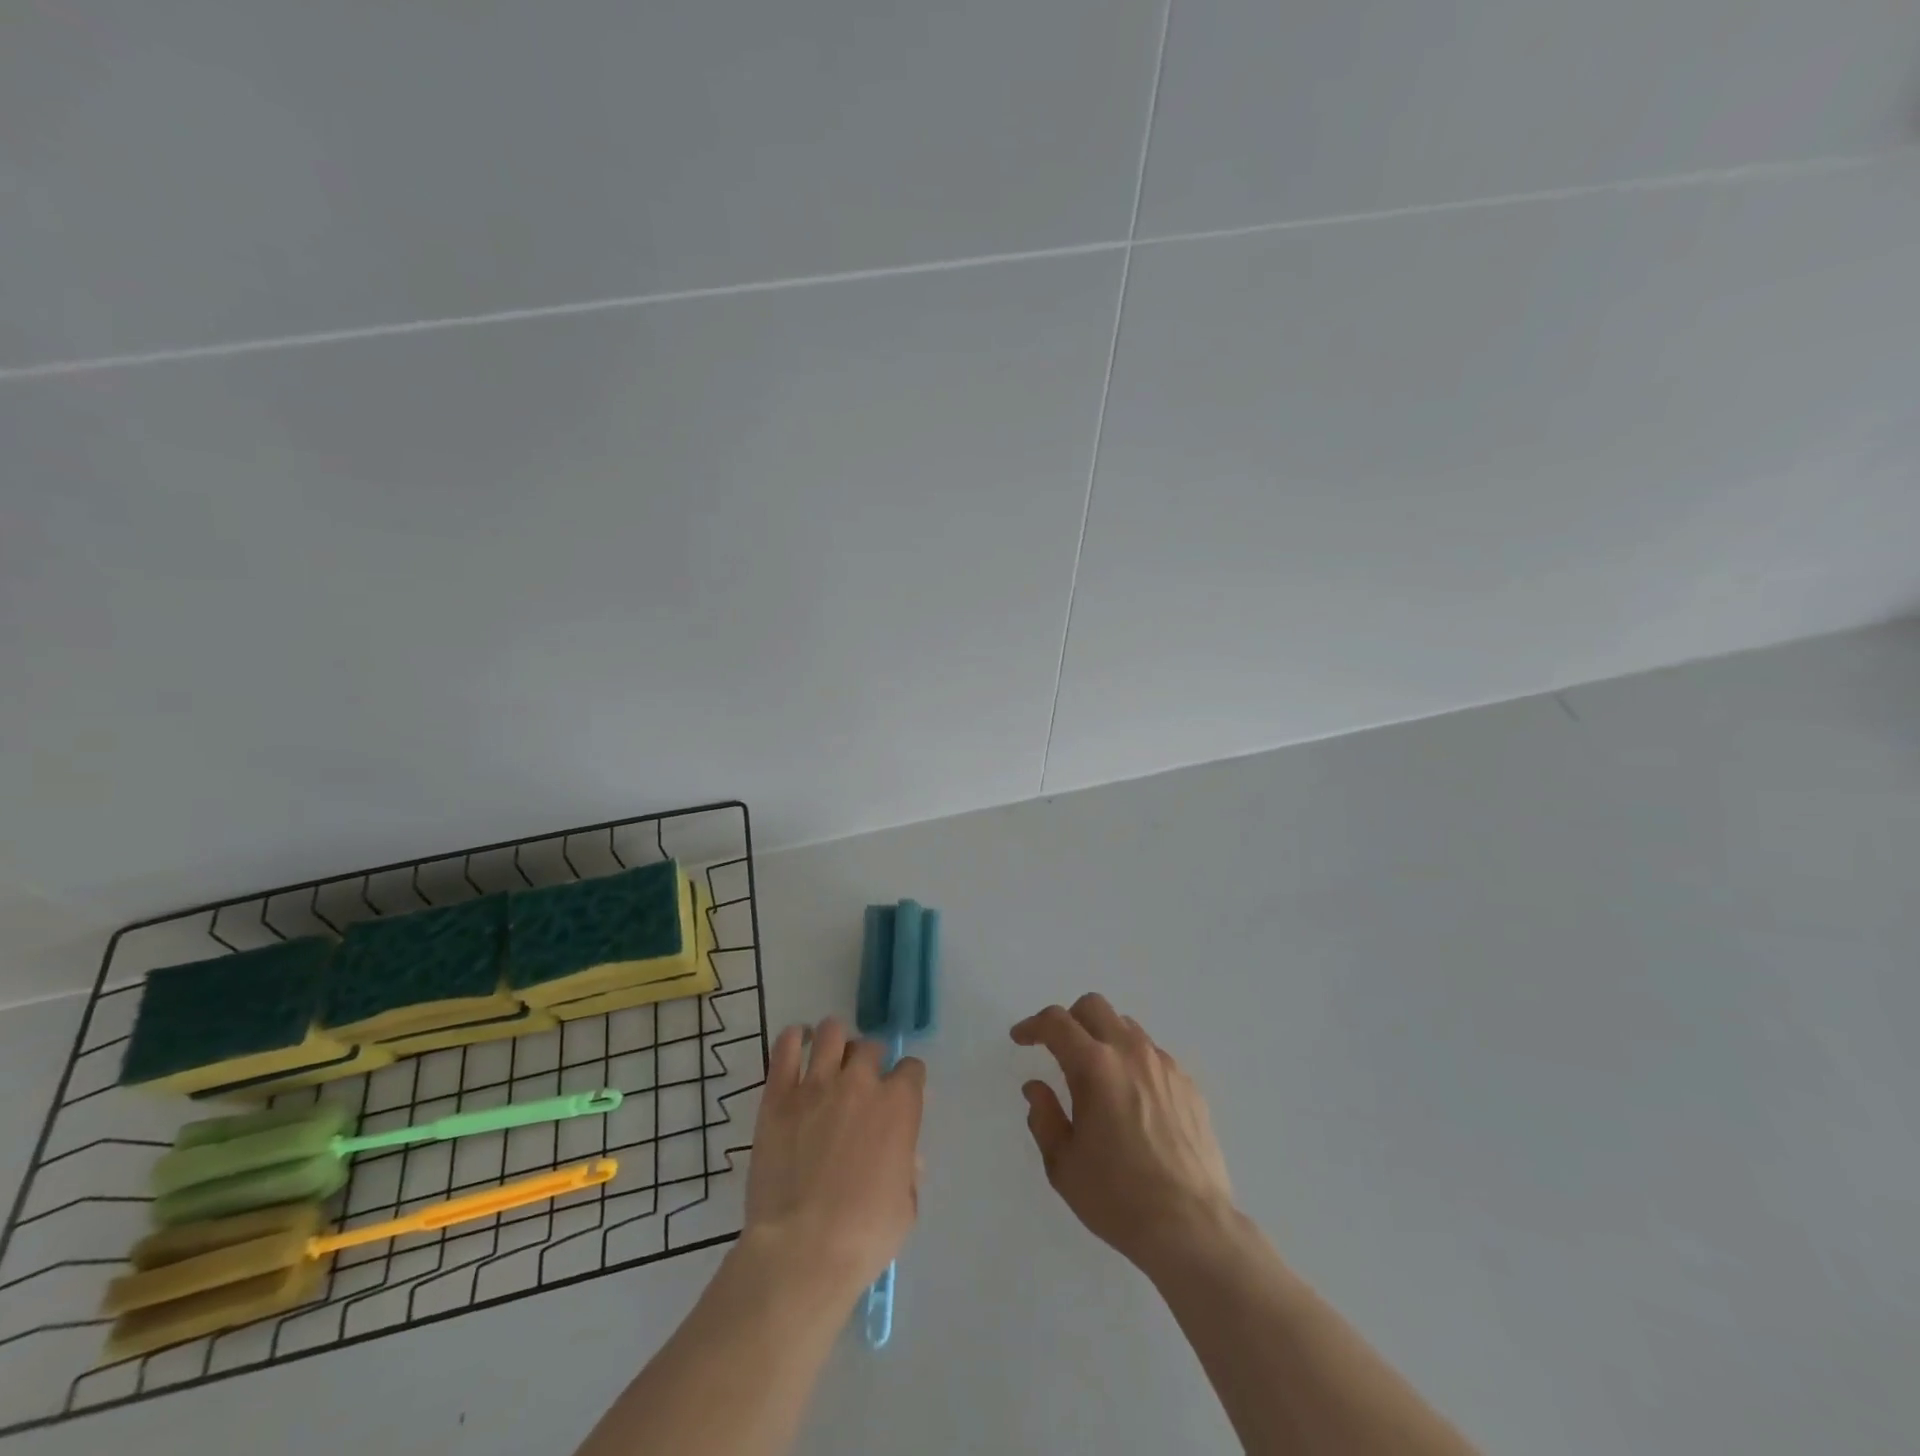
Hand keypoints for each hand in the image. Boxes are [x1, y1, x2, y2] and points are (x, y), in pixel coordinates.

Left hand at [743, 1017, 925, 1298]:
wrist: (802, 1250)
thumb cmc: (864, 1237)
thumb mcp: (906, 1207)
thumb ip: (908, 1169)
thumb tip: (905, 1155)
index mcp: (899, 1105)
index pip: (912, 1069)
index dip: (907, 1081)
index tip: (900, 1097)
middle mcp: (861, 1081)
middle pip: (870, 1047)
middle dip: (871, 1060)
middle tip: (862, 1083)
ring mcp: (817, 1084)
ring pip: (831, 1032)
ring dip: (836, 1041)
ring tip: (831, 1057)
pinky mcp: (778, 1095)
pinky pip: (784, 1047)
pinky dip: (793, 1038)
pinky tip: (797, 1043)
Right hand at [1012, 995, 1234, 1270]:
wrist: (1192, 1227)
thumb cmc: (1118, 1197)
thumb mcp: (1063, 1164)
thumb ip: (1044, 1117)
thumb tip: (1036, 1087)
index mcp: (1095, 1066)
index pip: (1056, 1023)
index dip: (1032, 1025)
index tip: (1021, 1038)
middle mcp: (1131, 1052)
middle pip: (1094, 1007)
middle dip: (1070, 1020)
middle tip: (1058, 1049)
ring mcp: (1164, 1065)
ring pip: (1126, 1027)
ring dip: (1104, 1038)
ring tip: (1098, 1076)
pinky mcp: (1189, 1085)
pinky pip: (1153, 1056)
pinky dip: (1133, 1063)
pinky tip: (1133, 1100)